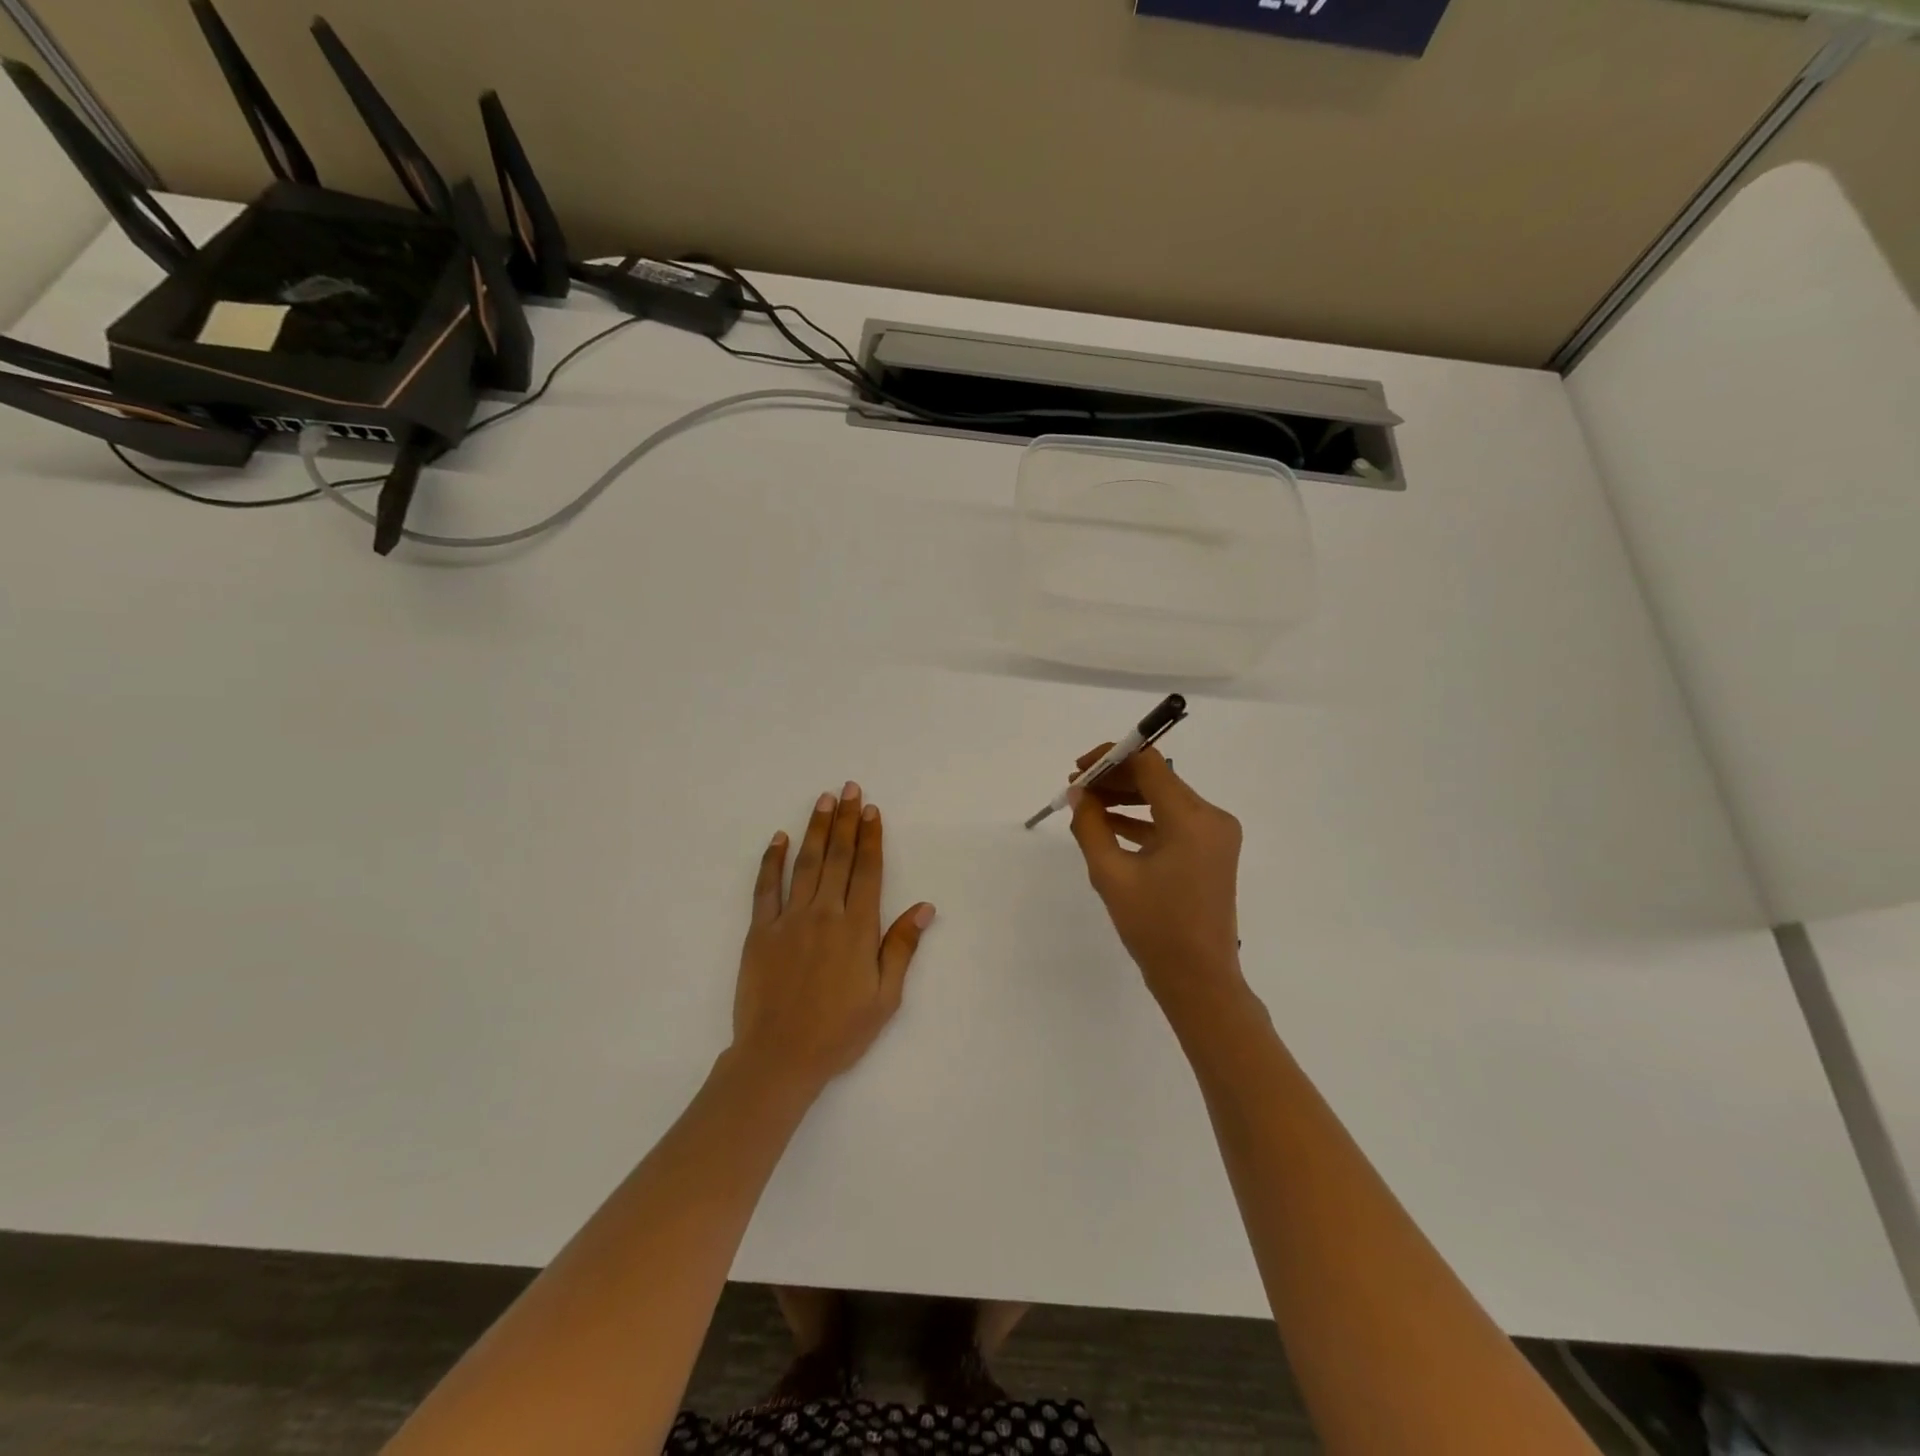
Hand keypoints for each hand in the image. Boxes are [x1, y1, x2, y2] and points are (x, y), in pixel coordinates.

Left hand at [731, 781, 935, 1094]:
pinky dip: (772, 860)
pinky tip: (778, 838)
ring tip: (823, 800)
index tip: (871, 810)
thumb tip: (925, 907)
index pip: (868, 871)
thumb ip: (901, 948)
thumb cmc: (839, 1032)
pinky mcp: (761, 931)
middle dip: (846, 820)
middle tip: (849, 789)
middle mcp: (825, 914)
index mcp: (858, 928)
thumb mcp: (885, 997)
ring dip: (815, 829)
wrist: (779, 1058)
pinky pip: (766, 888)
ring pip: (805, 863)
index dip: (871, 838)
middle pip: (838, 857)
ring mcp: (789, 920)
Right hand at [1067, 746, 1245, 1015]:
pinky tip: (1109, 824)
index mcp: (1191, 818)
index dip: (1111, 757)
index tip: (1079, 768)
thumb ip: (1090, 826)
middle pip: (1158, 778)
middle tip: (1076, 789)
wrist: (1198, 979)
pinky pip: (1173, 822)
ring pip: (1164, 799)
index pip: (1149, 763)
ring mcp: (1215, 835)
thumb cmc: (1154, 928)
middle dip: (1115, 779)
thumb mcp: (1111, 875)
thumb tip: (1079, 794)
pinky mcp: (1211, 851)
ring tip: (1086, 805)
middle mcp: (1211, 817)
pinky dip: (1142, 820)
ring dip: (1126, 798)